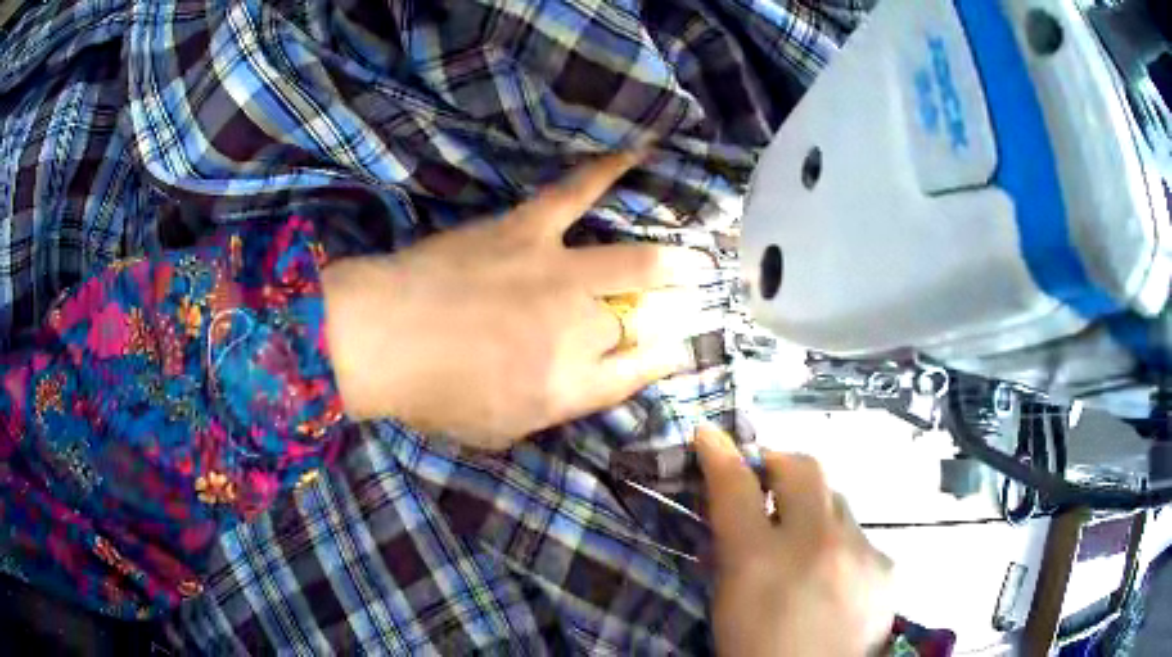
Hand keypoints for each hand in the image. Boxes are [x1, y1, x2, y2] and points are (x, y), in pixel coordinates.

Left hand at [322, 152, 715, 448]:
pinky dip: (609, 170)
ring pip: (632, 265)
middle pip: (637, 318)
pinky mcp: (527, 230)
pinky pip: (576, 193)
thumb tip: (592, 381)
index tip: (678, 349)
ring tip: (696, 261)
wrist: (380, 338)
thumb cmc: (432, 395)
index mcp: (568, 386)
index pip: (635, 373)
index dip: (662, 360)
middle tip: (690, 302)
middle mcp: (576, 330)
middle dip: (672, 313)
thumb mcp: (498, 430)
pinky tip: (640, 153)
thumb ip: (552, 409)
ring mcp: (556, 274)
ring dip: (671, 263)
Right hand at [696, 425, 894, 656]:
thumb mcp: (728, 603)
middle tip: (768, 482)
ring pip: (837, 502)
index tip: (710, 436)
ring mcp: (861, 553)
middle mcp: (817, 546)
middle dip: (781, 464)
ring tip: (805, 547)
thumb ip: (731, 551)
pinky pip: (860, 538)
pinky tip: (835, 579)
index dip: (720, 455)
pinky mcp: (887, 567)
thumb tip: (733, 508)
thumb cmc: (756, 649)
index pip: (736, 488)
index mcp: (760, 562)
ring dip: (814, 512)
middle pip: (805, 469)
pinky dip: (840, 547)